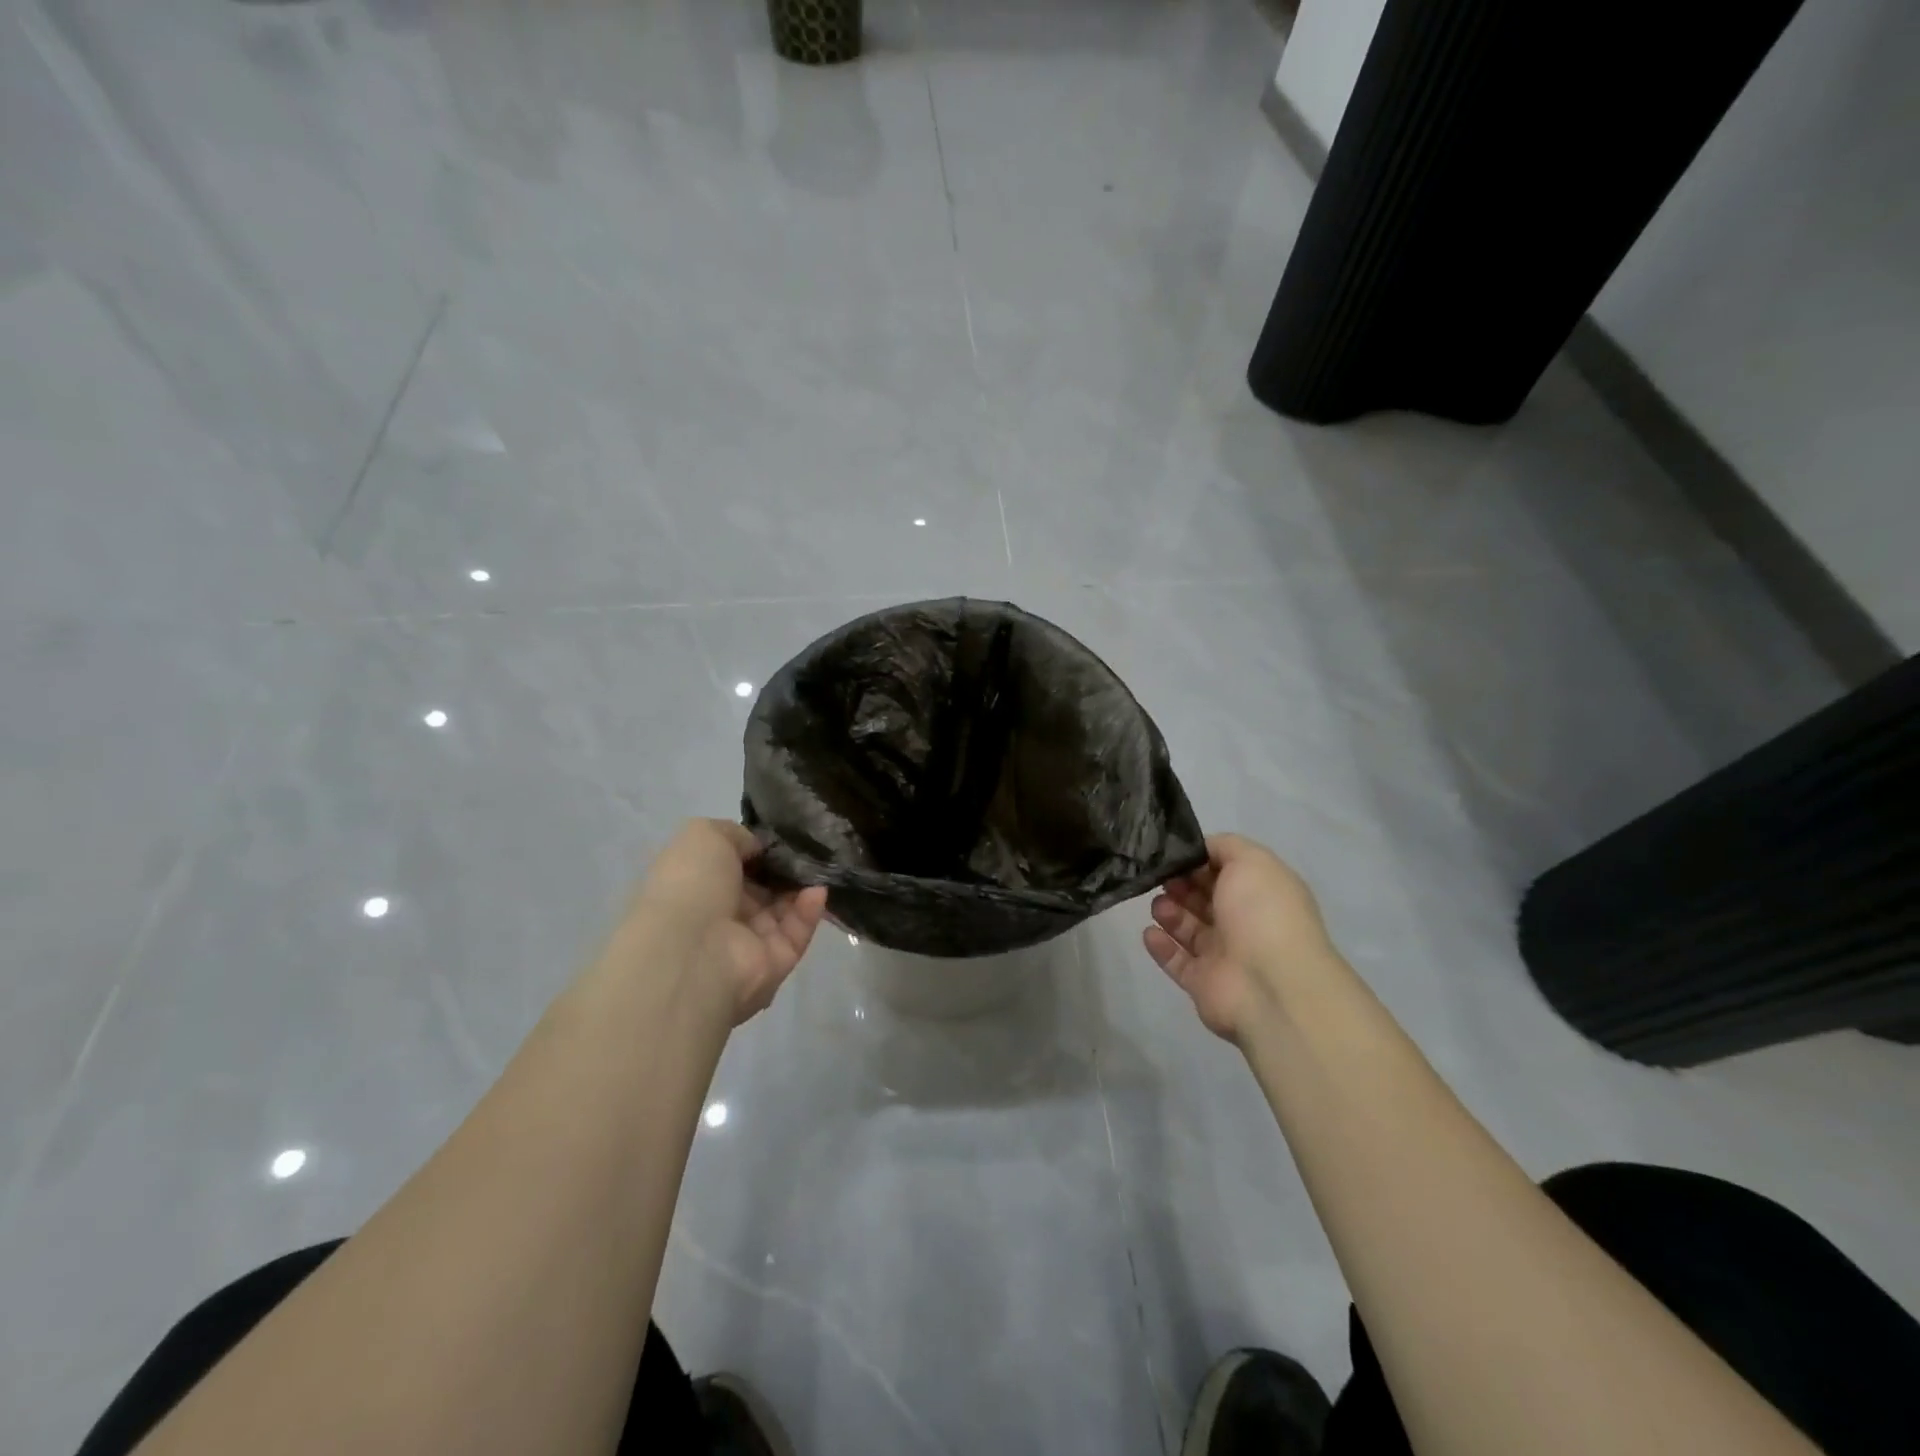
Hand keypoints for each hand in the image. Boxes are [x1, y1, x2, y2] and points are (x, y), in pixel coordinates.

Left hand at [623, 818, 827, 1027]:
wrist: (692, 949)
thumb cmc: (691, 884)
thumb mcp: (704, 835)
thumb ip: (737, 834)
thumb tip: (760, 846)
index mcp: (699, 884)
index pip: (735, 865)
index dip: (758, 849)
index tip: (782, 836)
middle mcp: (722, 913)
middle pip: (764, 887)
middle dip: (786, 868)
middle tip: (811, 848)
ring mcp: (748, 941)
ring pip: (785, 908)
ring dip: (802, 886)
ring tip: (820, 865)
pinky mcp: (775, 962)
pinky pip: (798, 932)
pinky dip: (810, 911)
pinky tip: (818, 890)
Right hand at [1143, 833, 1340, 1042]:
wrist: (1271, 986)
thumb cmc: (1263, 914)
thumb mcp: (1252, 861)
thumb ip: (1226, 846)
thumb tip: (1202, 850)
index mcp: (1261, 893)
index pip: (1226, 871)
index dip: (1200, 860)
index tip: (1174, 854)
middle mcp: (1244, 922)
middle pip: (1204, 898)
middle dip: (1180, 884)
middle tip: (1160, 878)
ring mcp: (1223, 955)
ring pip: (1188, 928)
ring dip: (1169, 912)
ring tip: (1158, 906)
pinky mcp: (1202, 983)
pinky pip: (1176, 961)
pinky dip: (1161, 946)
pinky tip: (1149, 932)